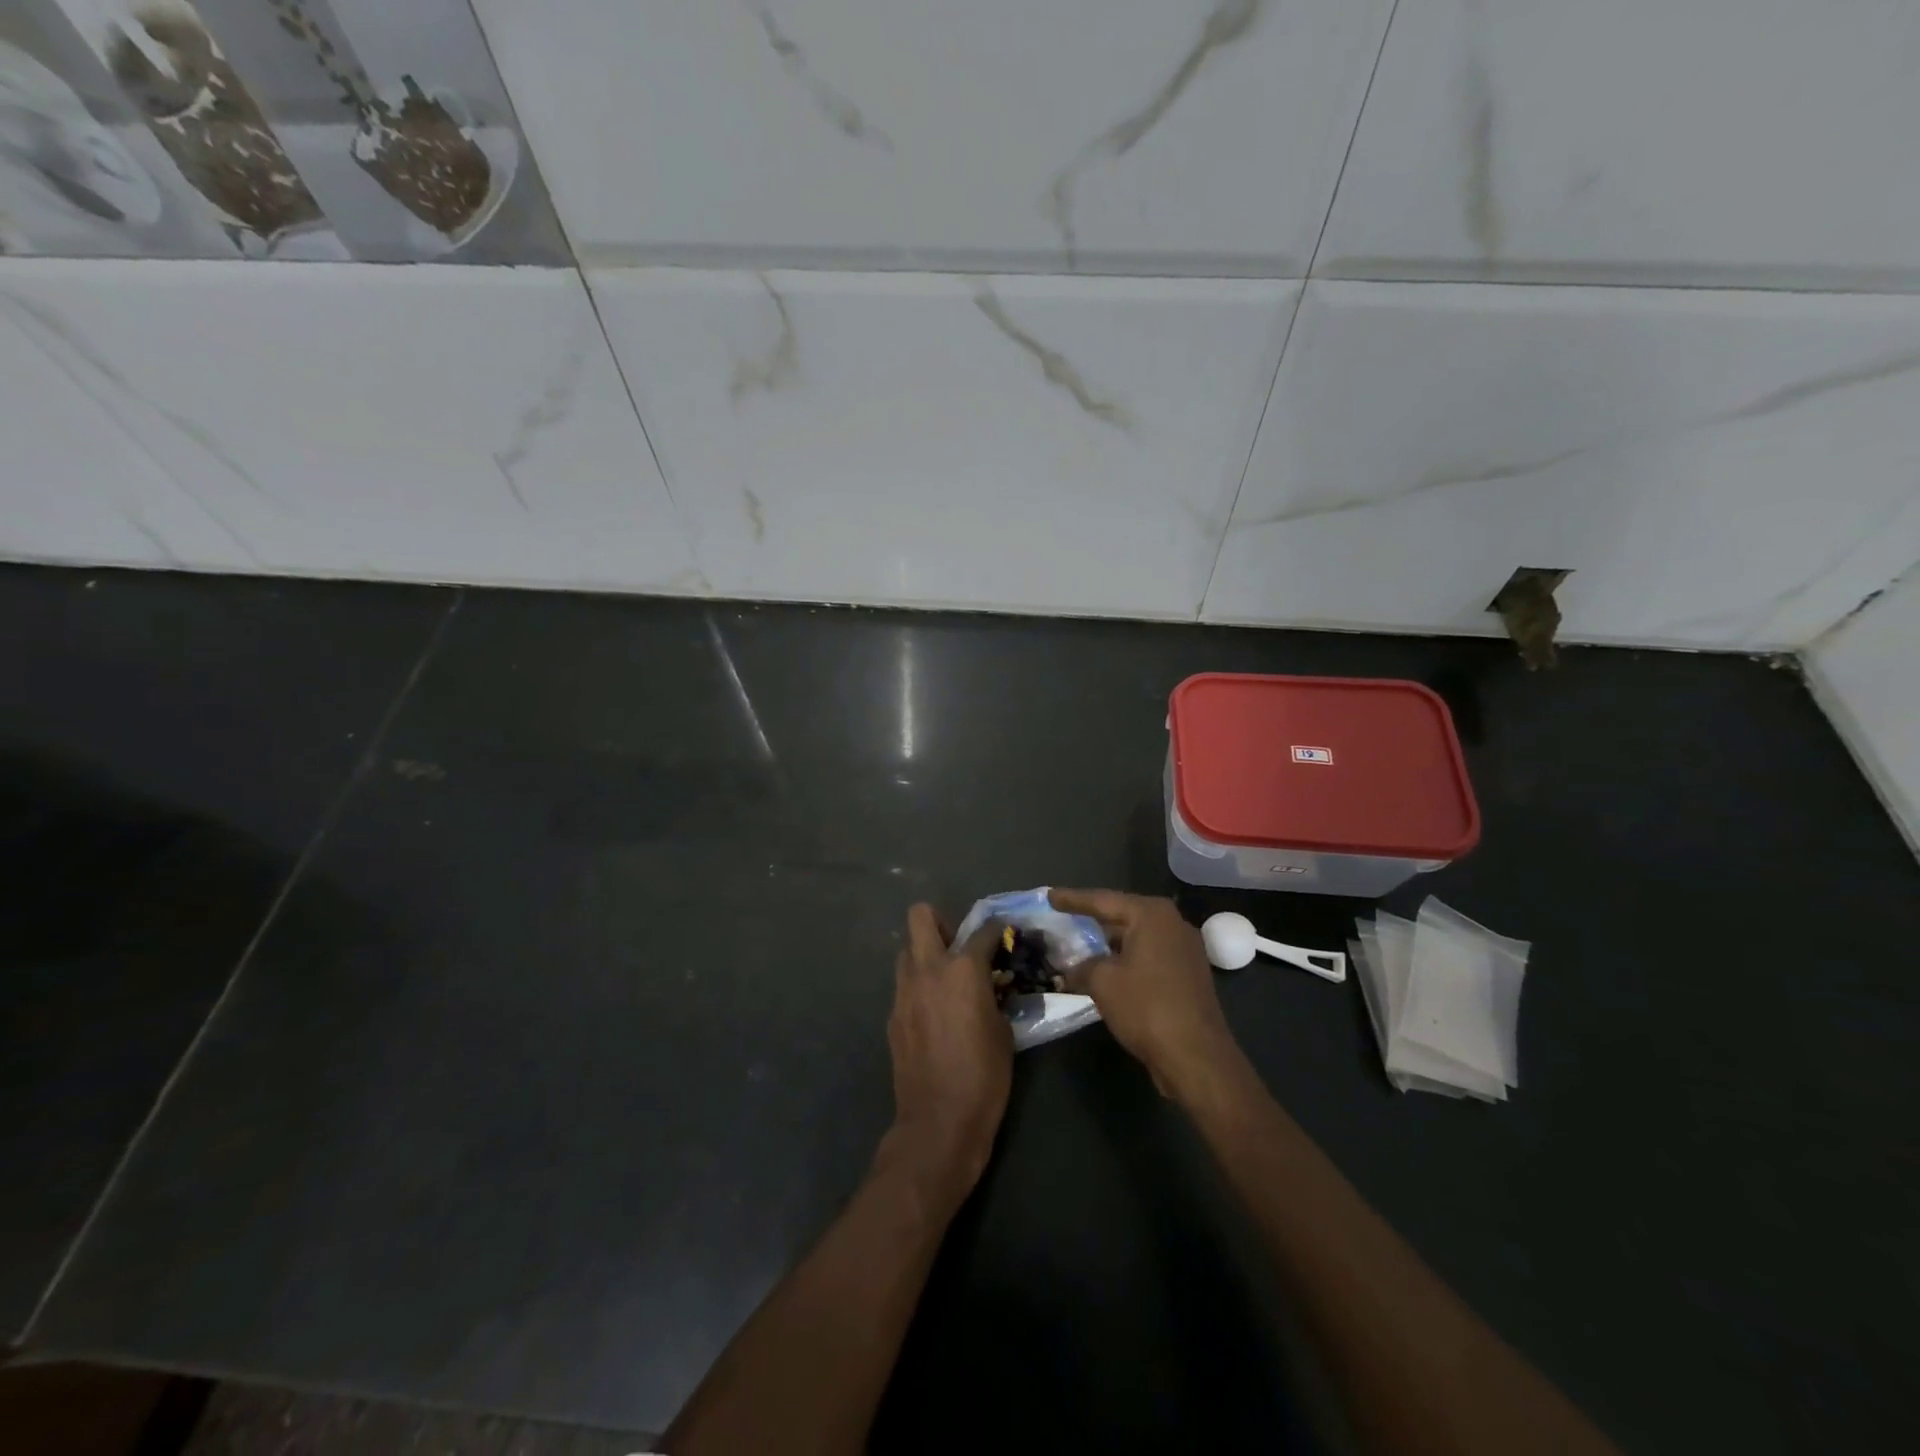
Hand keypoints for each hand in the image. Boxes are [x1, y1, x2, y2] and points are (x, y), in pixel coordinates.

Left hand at [882, 904, 1012, 1201]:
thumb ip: (994, 995)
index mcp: (963, 969)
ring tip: (946, 981)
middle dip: (941, 922)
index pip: (983, 930)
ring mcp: (904, 991)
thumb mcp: (1003, 1029)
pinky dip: (919, 987)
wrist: (939, 1120)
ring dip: (925, 955)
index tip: (1005, 936)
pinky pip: (904, 985)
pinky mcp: (892, 1015)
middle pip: (920, 916)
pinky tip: (934, 1014)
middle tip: (958, 947)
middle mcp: (928, 969)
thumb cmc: (984, 1075)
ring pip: (907, 950)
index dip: (998, 930)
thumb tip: (991, 985)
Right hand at [1049, 888, 1245, 1100]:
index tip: (1049, 896)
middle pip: (1123, 916)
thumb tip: (1069, 970)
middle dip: (1093, 920)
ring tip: (1080, 945)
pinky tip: (1106, 969)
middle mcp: (1173, 923)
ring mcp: (1185, 950)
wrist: (1196, 1056)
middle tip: (1063, 918)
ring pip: (1137, 938)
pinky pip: (1149, 956)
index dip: (1072, 899)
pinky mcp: (1188, 975)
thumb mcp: (1102, 982)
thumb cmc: (1146, 1007)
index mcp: (1152, 915)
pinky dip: (1126, 960)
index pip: (1103, 900)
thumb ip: (1081, 966)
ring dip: (1109, 944)